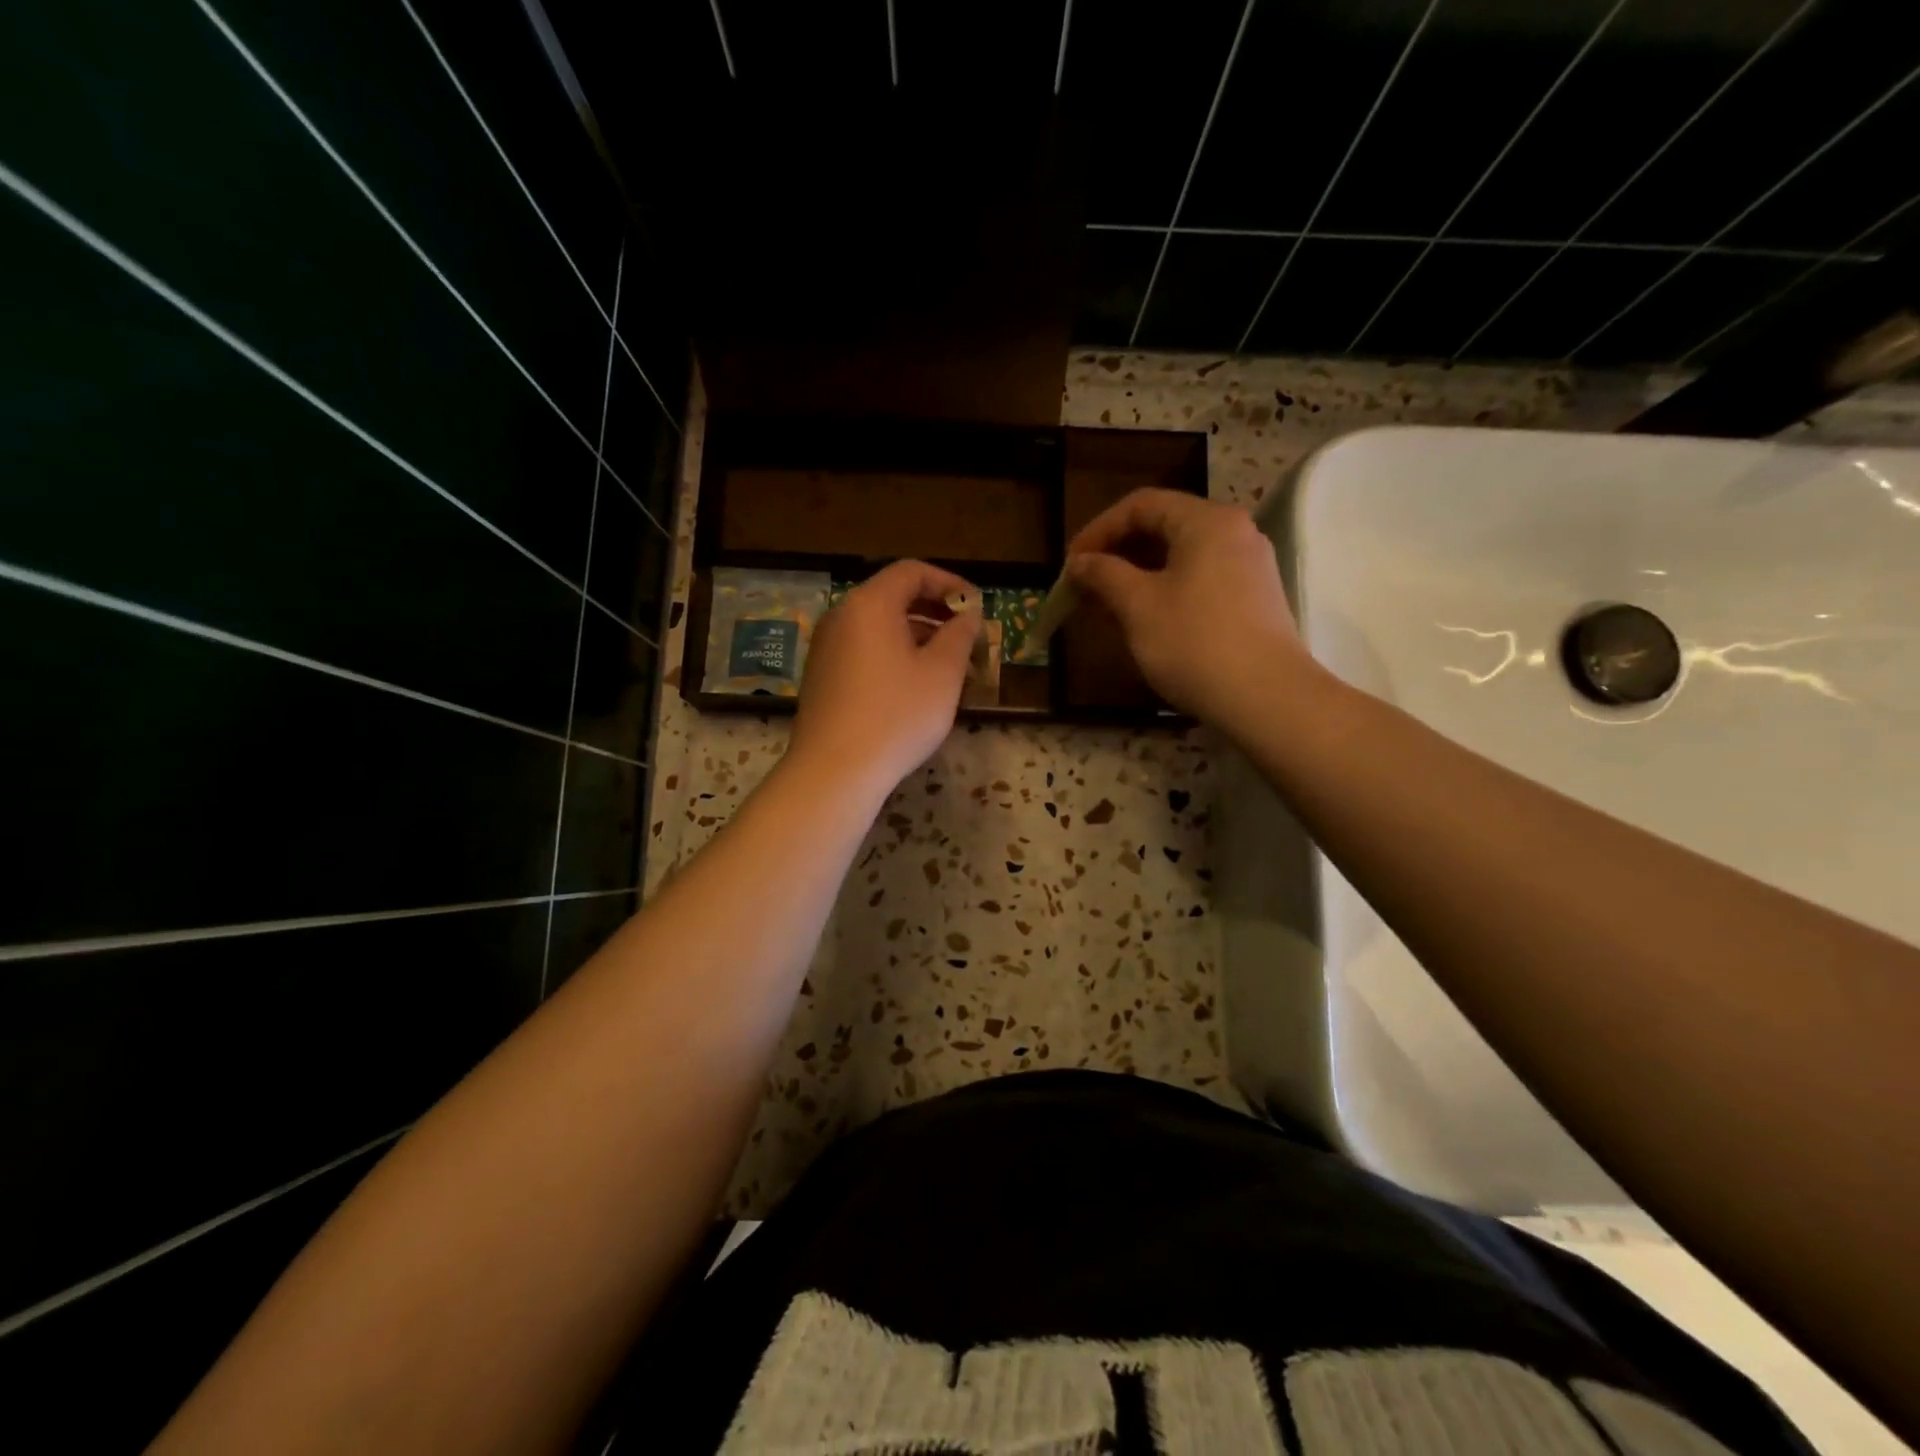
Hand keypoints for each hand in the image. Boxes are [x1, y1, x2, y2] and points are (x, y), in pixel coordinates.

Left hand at [790, 559, 980, 798]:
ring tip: (947, 664)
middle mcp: (841, 616)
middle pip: (892, 596)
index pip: (912, 571)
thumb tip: (968, 615)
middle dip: (934, 610)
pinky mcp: (821, 676)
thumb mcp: (942, 673)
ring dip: (916, 634)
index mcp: (870, 604)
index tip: (976, 607)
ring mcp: (826, 647)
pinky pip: (863, 649)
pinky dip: (893, 653)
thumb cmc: (896, 716)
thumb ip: (960, 635)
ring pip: (878, 626)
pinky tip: (913, 685)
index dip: (950, 582)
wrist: (834, 771)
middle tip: (966, 635)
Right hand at [1065, 488, 1314, 727]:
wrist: (1265, 698)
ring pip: (1181, 556)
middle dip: (1118, 553)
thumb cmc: (1194, 643)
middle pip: (1164, 526)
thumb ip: (1104, 575)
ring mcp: (1249, 566)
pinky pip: (1200, 579)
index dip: (1098, 529)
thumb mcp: (1138, 606)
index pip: (1141, 505)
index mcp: (1206, 521)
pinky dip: (1165, 590)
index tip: (1071, 564)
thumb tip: (1080, 562)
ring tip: (1108, 606)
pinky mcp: (1254, 598)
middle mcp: (1234, 532)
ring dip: (1138, 574)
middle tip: (1085, 585)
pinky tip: (1145, 620)